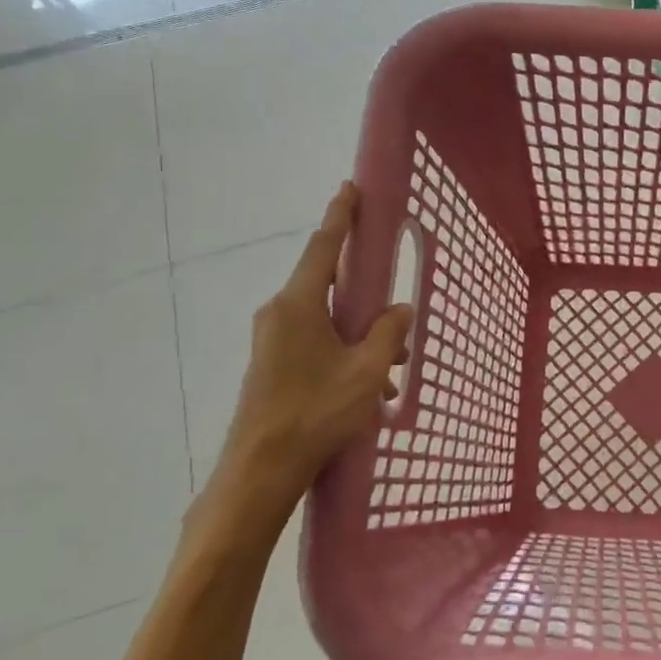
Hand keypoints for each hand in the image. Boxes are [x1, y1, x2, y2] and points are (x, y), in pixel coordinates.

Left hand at [194, 183, 411, 549]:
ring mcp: (272, 341)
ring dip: (360, 337)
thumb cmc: (315, 413)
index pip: (324, 248)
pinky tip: (370, 391)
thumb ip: (389, 334)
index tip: (349, 188)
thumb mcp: (366, 372)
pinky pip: (315, 344)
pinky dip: (344, 356)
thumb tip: (399, 311)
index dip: (340, 217)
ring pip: (326, 321)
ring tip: (392, 369)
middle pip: (329, 287)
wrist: (260, 471)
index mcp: (299, 305)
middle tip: (395, 311)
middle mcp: (280, 314)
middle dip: (366, 298)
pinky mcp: (272, 365)